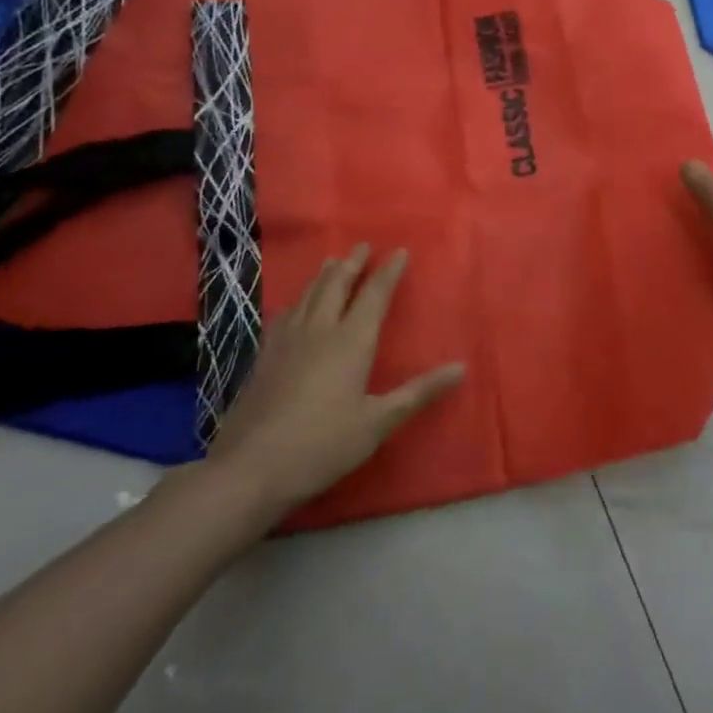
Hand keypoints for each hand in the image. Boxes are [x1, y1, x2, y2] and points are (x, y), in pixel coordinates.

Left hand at [200, 245, 463, 527]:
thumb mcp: (379, 422)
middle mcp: (319, 330)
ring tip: (333, 261)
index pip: (374, 296)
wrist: (251, 467)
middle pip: (337, 286)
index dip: (388, 272)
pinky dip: (299, 299)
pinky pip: (286, 313)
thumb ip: (419, 392)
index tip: (399, 251)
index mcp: (351, 342)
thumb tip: (461, 368)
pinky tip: (295, 304)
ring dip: (324, 275)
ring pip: (309, 295)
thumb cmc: (324, 444)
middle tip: (362, 245)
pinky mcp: (265, 356)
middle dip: (352, 264)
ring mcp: (287, 341)